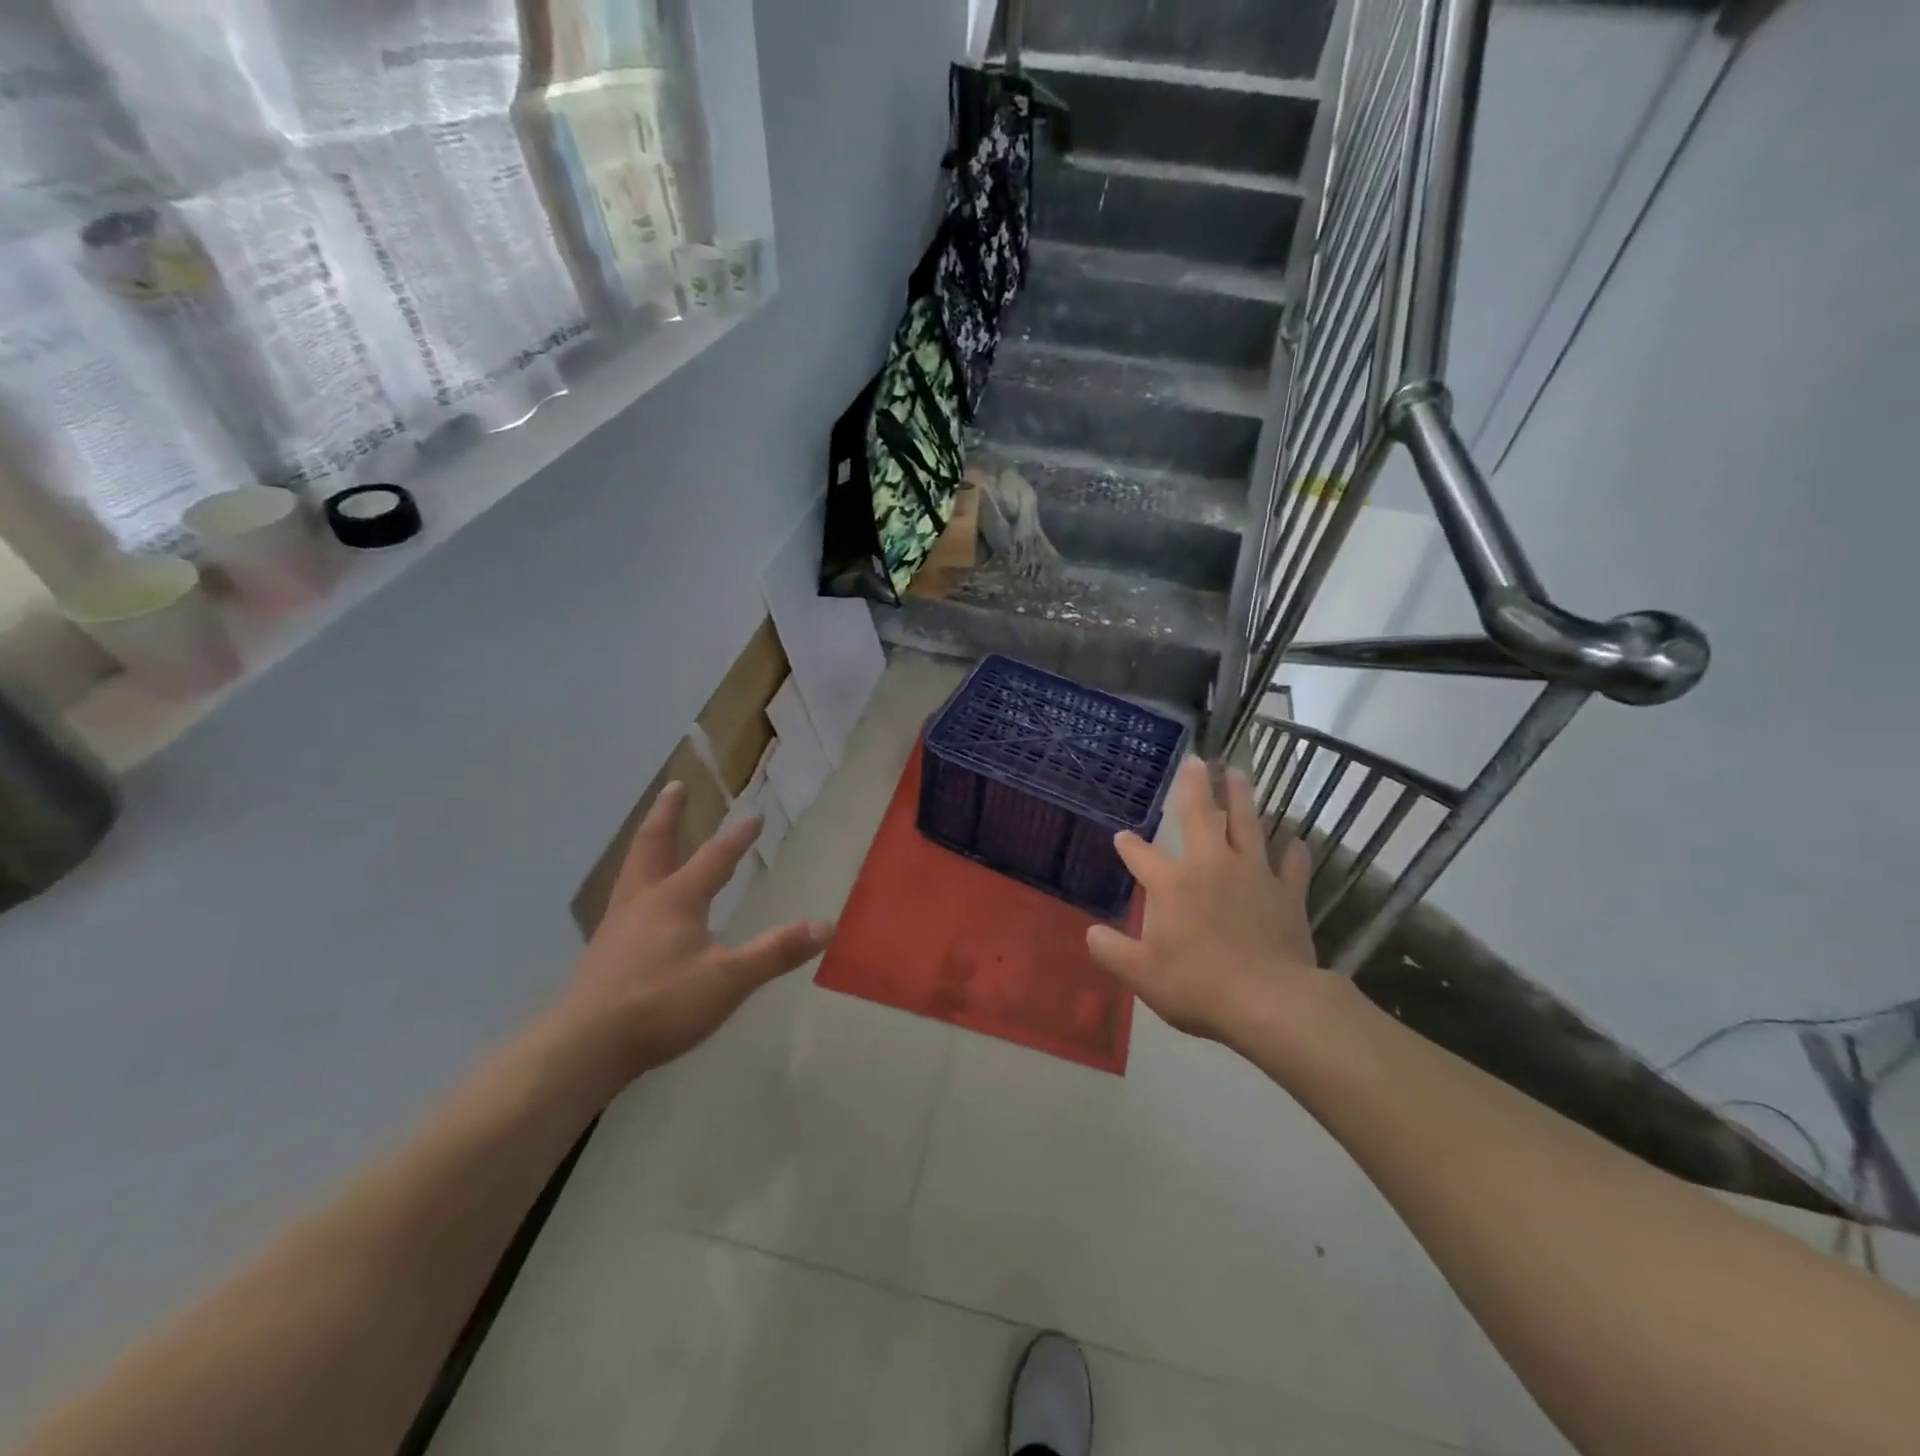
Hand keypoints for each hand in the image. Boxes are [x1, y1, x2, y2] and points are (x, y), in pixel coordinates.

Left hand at [551, 782, 832, 1085]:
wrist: (585, 1047)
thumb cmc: (661, 1005)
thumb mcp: (728, 980)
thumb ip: (776, 951)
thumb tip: (825, 925)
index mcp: (675, 900)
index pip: (714, 859)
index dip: (737, 838)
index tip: (754, 815)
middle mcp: (643, 901)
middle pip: (653, 845)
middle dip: (668, 814)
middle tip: (675, 786)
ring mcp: (617, 926)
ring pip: (632, 871)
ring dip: (647, 845)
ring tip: (654, 837)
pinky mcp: (602, 952)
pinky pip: (622, 901)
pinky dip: (635, 883)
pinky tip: (639, 904)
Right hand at [1086, 758, 1333, 1052]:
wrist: (1269, 1001)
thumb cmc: (1197, 985)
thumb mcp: (1141, 974)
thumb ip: (1111, 950)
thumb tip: (1091, 933)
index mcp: (1172, 883)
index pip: (1141, 855)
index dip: (1128, 845)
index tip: (1121, 836)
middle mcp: (1211, 866)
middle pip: (1200, 816)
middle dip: (1194, 786)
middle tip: (1196, 759)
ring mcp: (1253, 875)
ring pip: (1248, 825)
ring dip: (1241, 797)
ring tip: (1237, 773)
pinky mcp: (1287, 893)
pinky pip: (1292, 864)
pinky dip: (1293, 850)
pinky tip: (1295, 839)